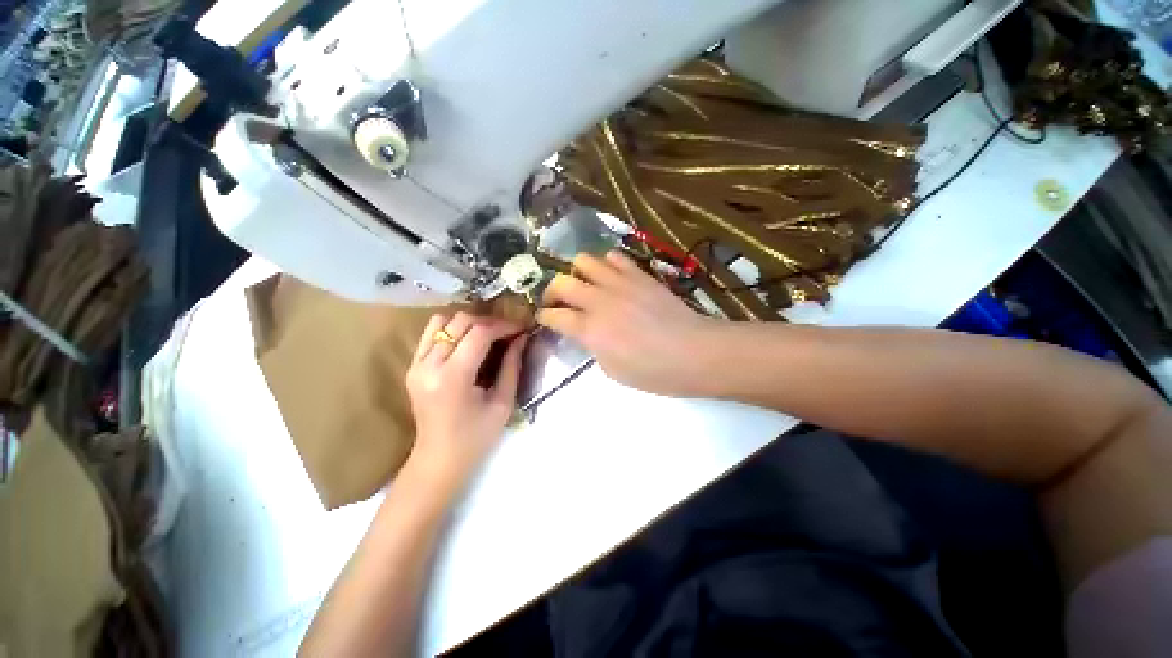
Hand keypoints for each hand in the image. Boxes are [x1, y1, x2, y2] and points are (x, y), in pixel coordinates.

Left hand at [405, 312, 527, 487]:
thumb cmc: (476, 438)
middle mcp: (429, 365)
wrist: (438, 460)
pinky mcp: (412, 366)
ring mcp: (416, 364)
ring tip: (486, 335)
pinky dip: (451, 330)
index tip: (521, 328)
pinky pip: (430, 333)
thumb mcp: (502, 403)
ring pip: (442, 321)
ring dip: (468, 323)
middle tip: (507, 332)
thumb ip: (512, 366)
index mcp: (453, 377)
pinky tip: (467, 341)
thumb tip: (522, 337)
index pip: (479, 333)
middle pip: (460, 321)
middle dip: (489, 321)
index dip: (504, 326)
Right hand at [538, 251, 718, 396]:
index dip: (544, 317)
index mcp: (590, 330)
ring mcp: (620, 283)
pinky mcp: (639, 275)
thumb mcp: (613, 371)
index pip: (554, 316)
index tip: (543, 318)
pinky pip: (615, 257)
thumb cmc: (653, 372)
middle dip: (551, 291)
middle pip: (561, 282)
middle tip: (557, 301)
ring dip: (577, 272)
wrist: (693, 352)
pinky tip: (610, 276)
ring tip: (584, 284)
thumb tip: (588, 333)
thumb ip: (594, 347)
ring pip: (585, 260)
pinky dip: (606, 264)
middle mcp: (599, 301)